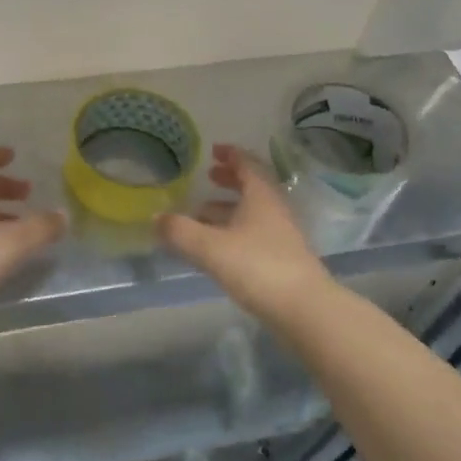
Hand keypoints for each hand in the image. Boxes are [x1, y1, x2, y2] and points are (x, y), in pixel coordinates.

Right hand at [157, 144, 332, 323]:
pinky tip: (217, 247)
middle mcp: (274, 210)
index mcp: (261, 196)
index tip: (214, 150)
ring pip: (252, 212)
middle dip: (230, 180)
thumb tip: (155, 218)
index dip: (231, 155)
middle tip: (209, 176)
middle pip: (252, 187)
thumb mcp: (210, 247)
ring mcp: (281, 236)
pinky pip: (253, 234)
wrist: (304, 310)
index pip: (247, 164)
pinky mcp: (281, 259)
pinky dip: (233, 231)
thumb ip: (180, 231)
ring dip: (228, 209)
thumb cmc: (257, 267)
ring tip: (201, 214)